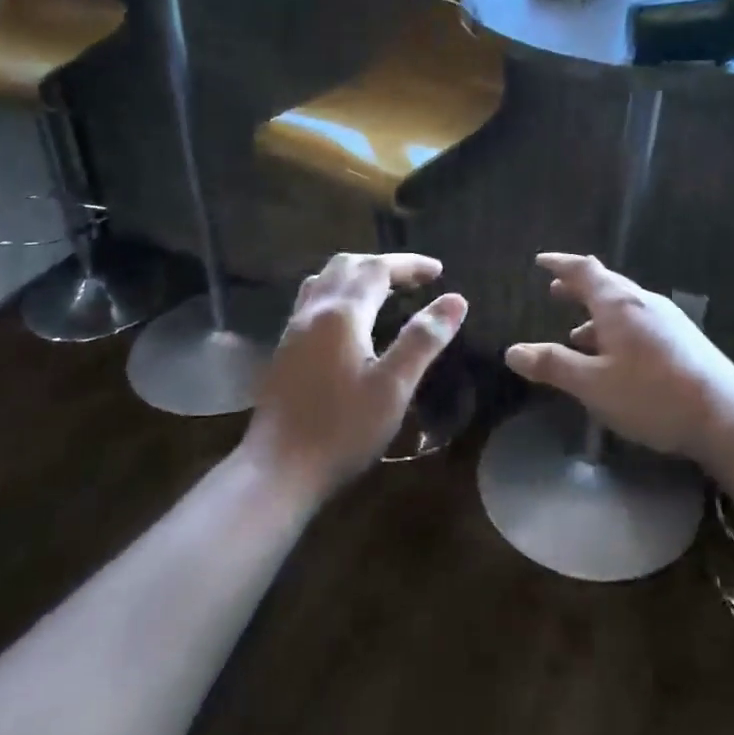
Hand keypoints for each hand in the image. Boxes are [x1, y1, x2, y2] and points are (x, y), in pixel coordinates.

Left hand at [242, 252, 467, 499]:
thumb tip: (455, 300)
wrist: (278, 470)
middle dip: (382, 265)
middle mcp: (313, 312)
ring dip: (356, 275)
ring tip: (384, 292)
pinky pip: (312, 301)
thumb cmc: (342, 430)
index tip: (439, 270)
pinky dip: (338, 293)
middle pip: (346, 266)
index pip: (377, 269)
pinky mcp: (284, 350)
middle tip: (414, 280)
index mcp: (342, 314)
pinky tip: (350, 322)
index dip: (409, 264)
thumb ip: (422, 340)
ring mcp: (293, 330)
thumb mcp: (393, 387)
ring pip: (324, 280)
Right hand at [504, 253, 733, 463]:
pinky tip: (615, 357)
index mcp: (619, 304)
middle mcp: (644, 302)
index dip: (560, 264)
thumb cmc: (651, 395)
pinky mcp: (683, 340)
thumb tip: (512, 351)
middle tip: (555, 291)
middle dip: (578, 287)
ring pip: (624, 307)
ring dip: (597, 314)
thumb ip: (553, 365)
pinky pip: (639, 323)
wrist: (725, 415)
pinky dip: (616, 330)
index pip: (584, 271)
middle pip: (606, 284)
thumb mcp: (592, 384)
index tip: (541, 261)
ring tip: (576, 333)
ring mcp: (668, 320)